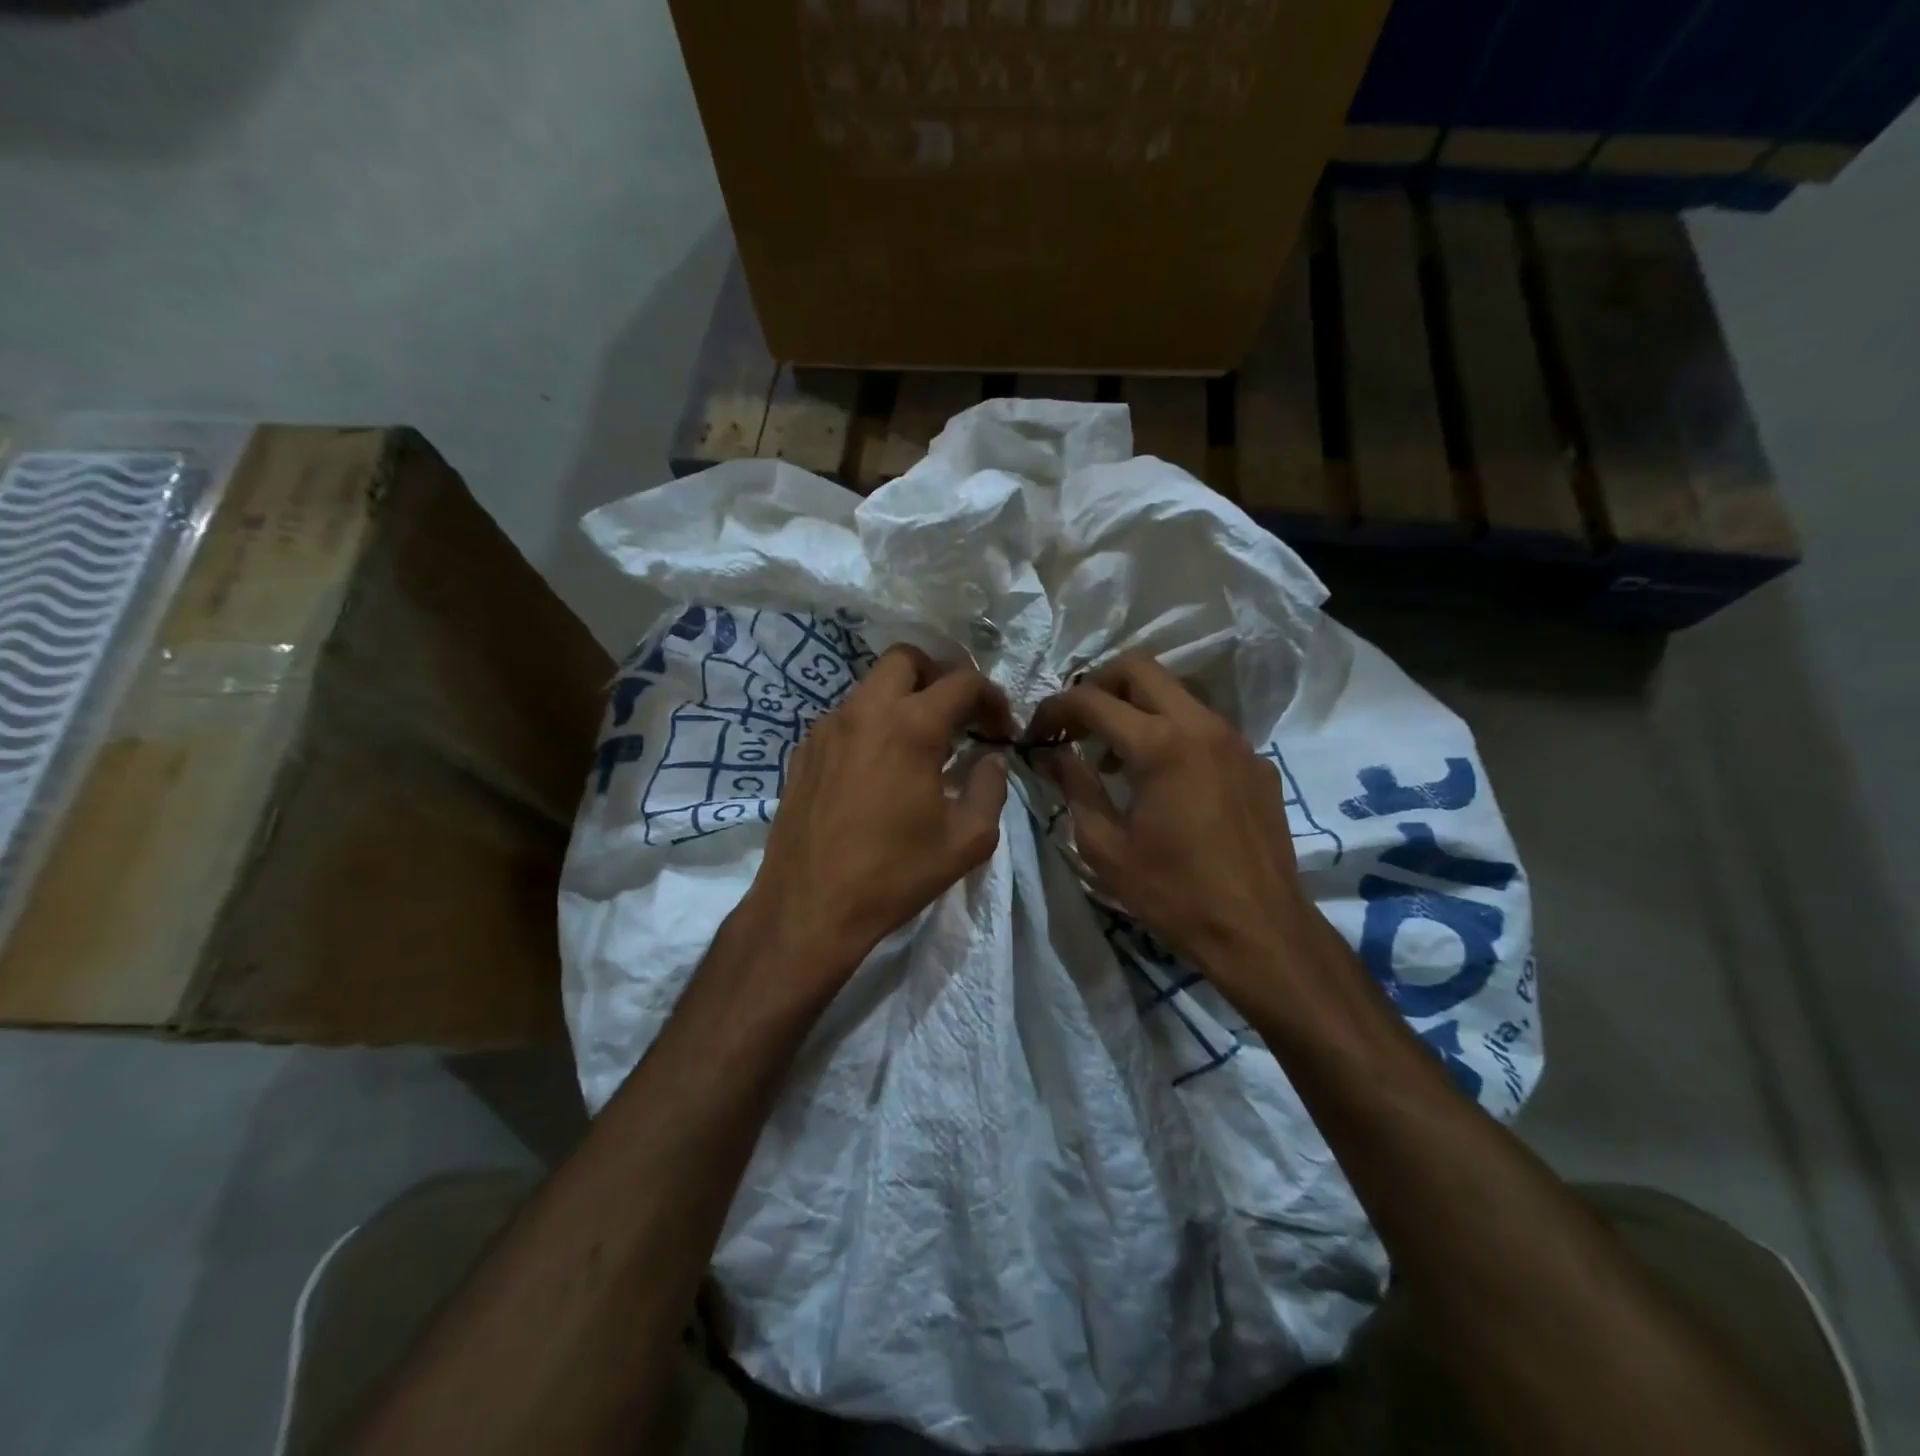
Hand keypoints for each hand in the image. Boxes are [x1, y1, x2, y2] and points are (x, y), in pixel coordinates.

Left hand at [741, 645, 1015, 979]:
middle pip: (907, 659)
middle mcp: (865, 711)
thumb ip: (989, 788)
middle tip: (956, 717)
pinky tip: (877, 769)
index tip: (1001, 730)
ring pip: (871, 687)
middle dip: (940, 677)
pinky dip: (871, 726)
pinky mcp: (803, 751)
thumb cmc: (894, 874)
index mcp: (911, 726)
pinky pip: (845, 718)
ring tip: (918, 745)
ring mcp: (827, 728)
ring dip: (902, 700)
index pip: (963, 682)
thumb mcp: (966, 840)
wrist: (809, 907)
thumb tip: (990, 759)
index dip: (993, 699)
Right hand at [1027, 655, 1321, 992]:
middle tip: (1076, 725)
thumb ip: (1074, 786)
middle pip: (1139, 668)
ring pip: (1176, 693)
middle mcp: (1201, 725)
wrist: (1260, 930)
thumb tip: (1050, 754)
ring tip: (1114, 758)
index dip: (1054, 709)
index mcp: (1159, 744)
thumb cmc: (1172, 892)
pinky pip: (1204, 727)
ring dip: (1136, 708)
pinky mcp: (1256, 762)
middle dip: (1097, 686)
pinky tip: (1164, 782)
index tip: (1037, 734)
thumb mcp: (1105, 845)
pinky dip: (1172, 734)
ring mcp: (1235, 740)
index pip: (1092, 699)